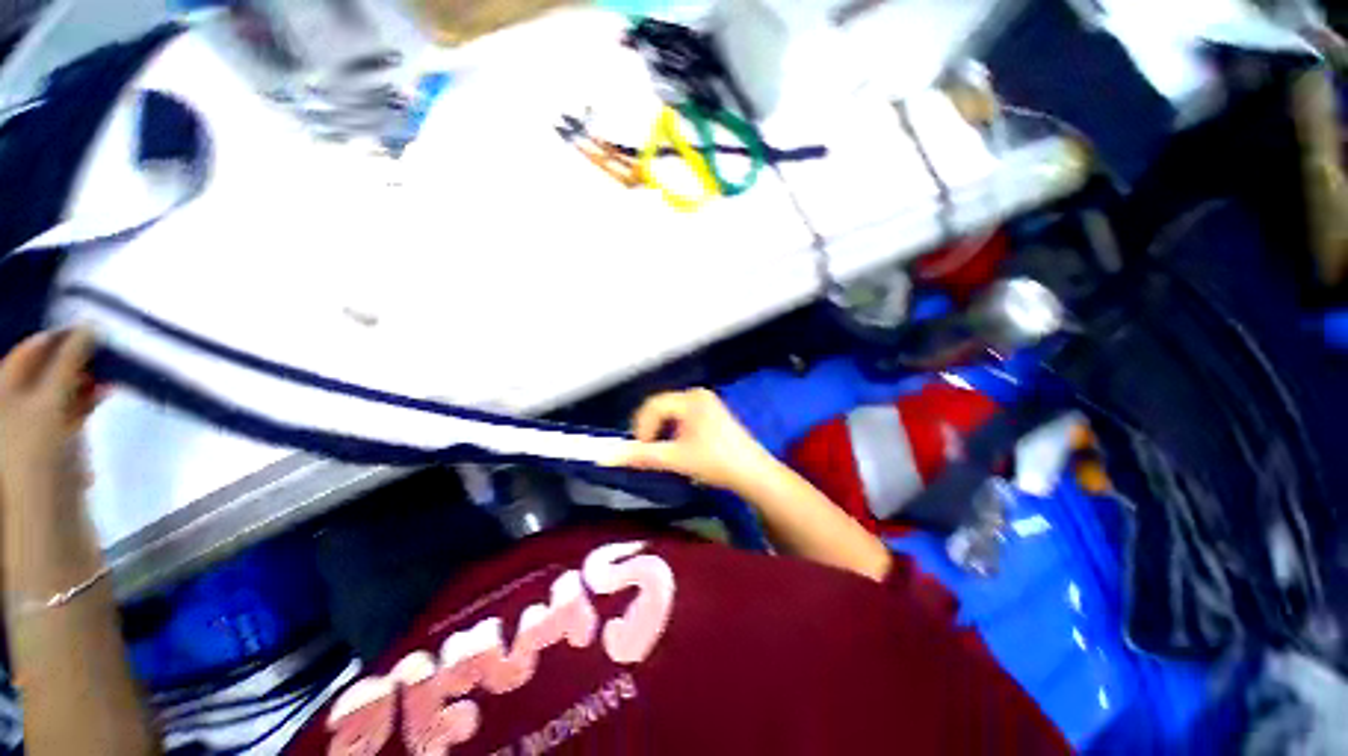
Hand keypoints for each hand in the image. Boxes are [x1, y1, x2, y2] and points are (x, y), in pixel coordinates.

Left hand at [0, 329, 99, 509]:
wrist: (45, 508)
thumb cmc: (36, 448)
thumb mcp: (49, 400)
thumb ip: (68, 362)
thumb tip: (90, 327)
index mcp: (3, 388)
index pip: (30, 350)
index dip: (58, 338)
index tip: (91, 330)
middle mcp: (13, 401)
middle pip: (44, 370)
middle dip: (74, 361)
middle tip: (103, 353)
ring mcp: (33, 422)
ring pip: (60, 390)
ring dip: (84, 381)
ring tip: (109, 375)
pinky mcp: (53, 438)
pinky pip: (68, 410)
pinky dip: (86, 401)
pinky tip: (103, 396)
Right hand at [609, 388, 777, 493]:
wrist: (753, 474)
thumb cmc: (716, 462)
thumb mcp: (677, 458)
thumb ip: (643, 456)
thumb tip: (609, 456)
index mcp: (690, 399)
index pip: (653, 405)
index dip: (641, 427)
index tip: (640, 450)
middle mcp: (698, 395)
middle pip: (661, 407)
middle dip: (651, 429)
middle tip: (649, 452)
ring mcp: (707, 404)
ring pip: (671, 413)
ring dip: (662, 432)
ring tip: (663, 453)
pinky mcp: (712, 414)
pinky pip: (683, 417)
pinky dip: (674, 431)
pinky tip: (679, 448)